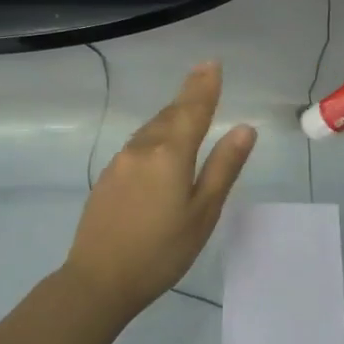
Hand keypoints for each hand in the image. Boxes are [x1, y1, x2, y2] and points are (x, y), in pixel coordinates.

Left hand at [63, 61, 256, 316]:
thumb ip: (223, 167)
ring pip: (151, 129)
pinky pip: (137, 146)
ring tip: (187, 108)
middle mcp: (142, 149)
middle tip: (204, 77)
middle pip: (169, 114)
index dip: (204, 86)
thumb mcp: (202, 212)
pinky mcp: (106, 178)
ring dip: (170, 116)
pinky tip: (160, 147)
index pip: (192, 109)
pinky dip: (155, 136)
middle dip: (188, 96)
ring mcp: (120, 162)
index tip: (212, 63)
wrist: (98, 280)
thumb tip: (244, 129)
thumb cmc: (161, 251)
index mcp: (170, 154)